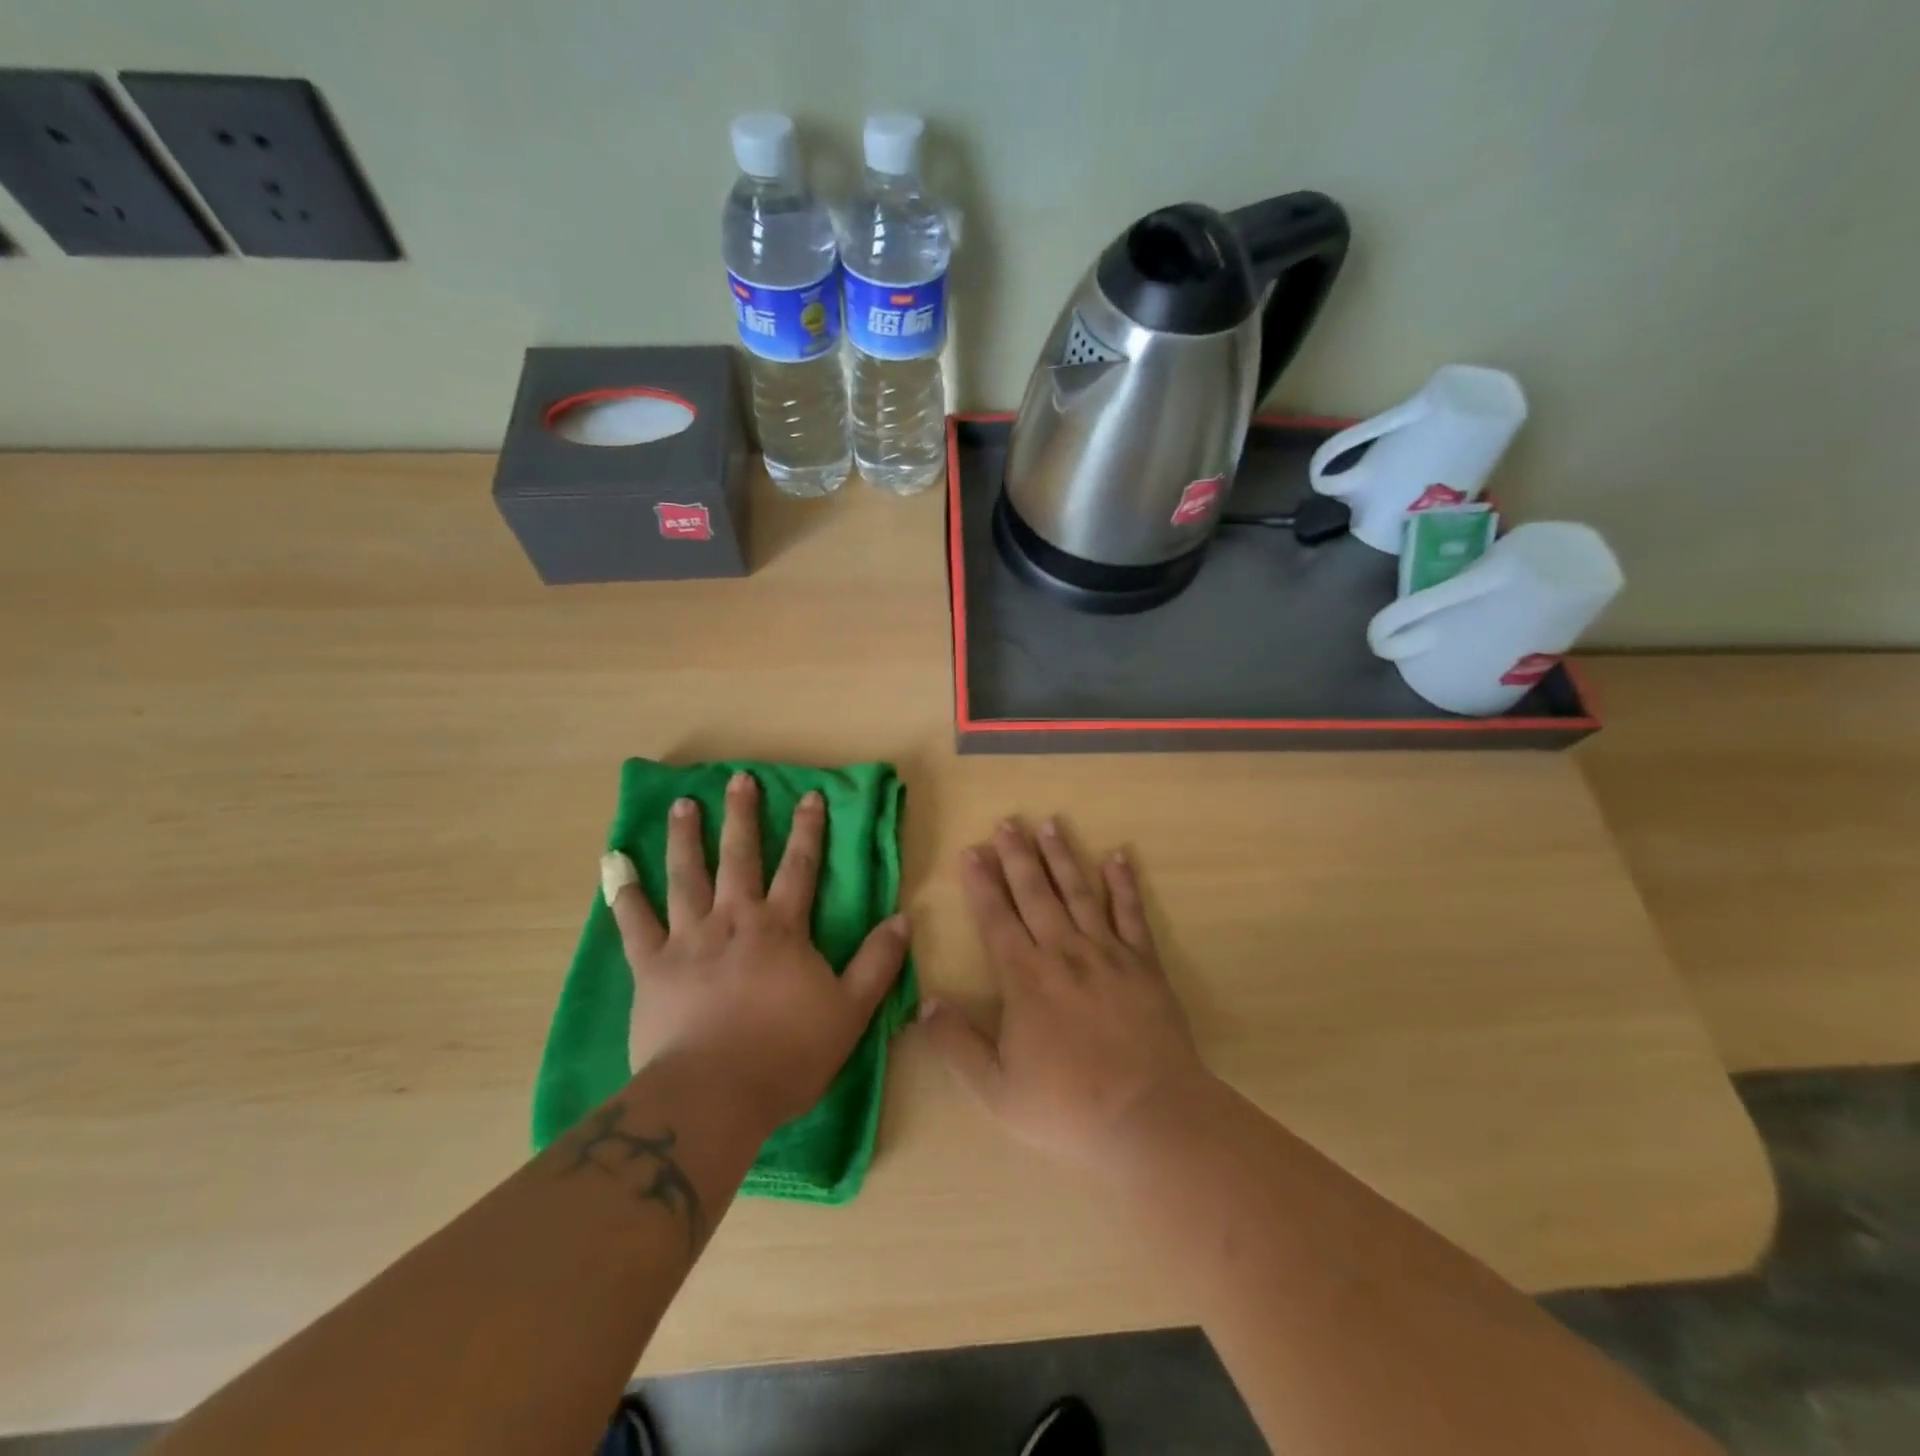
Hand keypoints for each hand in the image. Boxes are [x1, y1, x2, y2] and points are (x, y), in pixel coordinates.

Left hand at [600, 772, 908, 1130]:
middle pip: (740, 857)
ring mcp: (688, 939)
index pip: (800, 867)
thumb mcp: (850, 1010)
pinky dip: (624, 893)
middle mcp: (734, 919)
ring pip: (686, 876)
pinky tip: (615, 865)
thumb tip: (903, 918)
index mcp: (781, 928)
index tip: (809, 794)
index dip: (808, 829)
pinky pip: (634, 922)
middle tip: (738, 780)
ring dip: (686, 838)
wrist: (714, 1096)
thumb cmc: (787, 1053)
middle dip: (743, 816)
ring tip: (682, 804)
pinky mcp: (650, 966)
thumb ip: (877, 962)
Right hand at [919, 816, 1209, 1174]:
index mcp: (1025, 979)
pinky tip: (1118, 856)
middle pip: (1035, 894)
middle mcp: (1063, 953)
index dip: (982, 883)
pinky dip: (1124, 883)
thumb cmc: (1068, 1107)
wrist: (1150, 1117)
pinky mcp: (1144, 963)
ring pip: (1078, 893)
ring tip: (1049, 824)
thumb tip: (924, 1003)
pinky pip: (1132, 913)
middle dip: (1017, 856)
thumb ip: (956, 1045)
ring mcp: (1107, 953)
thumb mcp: (996, 1090)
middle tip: (1007, 822)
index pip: (996, 919)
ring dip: (1062, 856)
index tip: (972, 850)